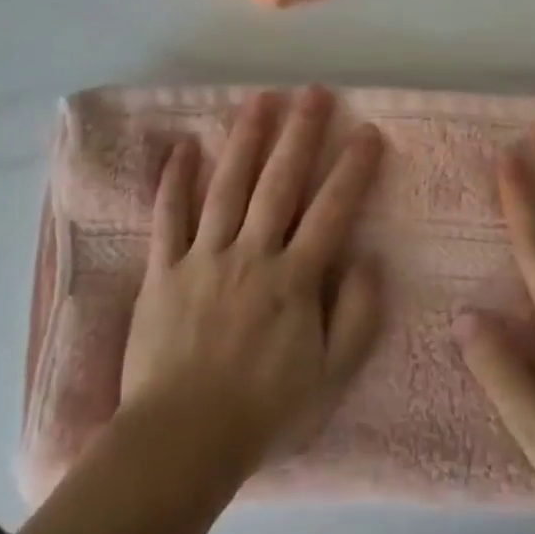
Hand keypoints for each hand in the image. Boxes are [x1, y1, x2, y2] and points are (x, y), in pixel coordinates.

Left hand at [121, 87, 384, 480]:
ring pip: (227, 187)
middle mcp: (252, 254)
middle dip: (300, 134)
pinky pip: (168, 217)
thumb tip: (370, 260)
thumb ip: (358, 316)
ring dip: (246, 140)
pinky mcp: (163, 271)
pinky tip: (184, 146)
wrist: (183, 440)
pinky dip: (175, 180)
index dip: (353, 169)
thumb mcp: (332, 376)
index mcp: (295, 279)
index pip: (332, 211)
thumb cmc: (264, 411)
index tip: (367, 131)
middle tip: (313, 92)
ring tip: (260, 99)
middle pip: (279, 183)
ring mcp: (203, 258)